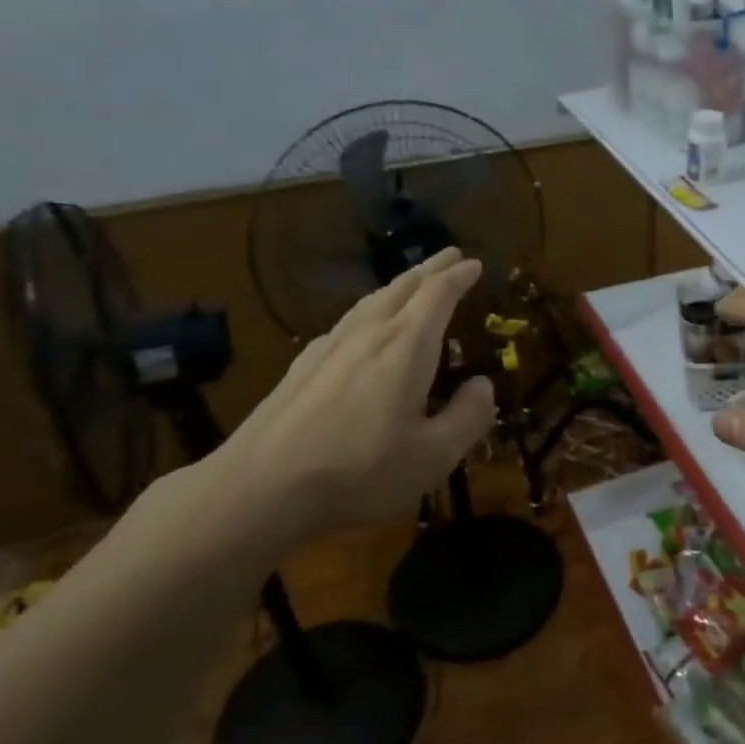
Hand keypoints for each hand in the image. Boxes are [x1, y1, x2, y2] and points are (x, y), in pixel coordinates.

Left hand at [198, 248, 495, 554]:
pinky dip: (370, 309)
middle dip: (430, 269)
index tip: (474, 263)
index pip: (437, 295)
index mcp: (406, 347)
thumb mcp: (433, 456)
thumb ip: (468, 417)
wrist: (261, 487)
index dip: (458, 276)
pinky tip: (363, 326)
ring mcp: (330, 347)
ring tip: (412, 282)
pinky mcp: (303, 366)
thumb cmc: (359, 471)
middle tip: (450, 256)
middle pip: (402, 287)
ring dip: (399, 286)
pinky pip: (348, 321)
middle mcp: (368, 334)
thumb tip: (484, 386)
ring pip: (371, 301)